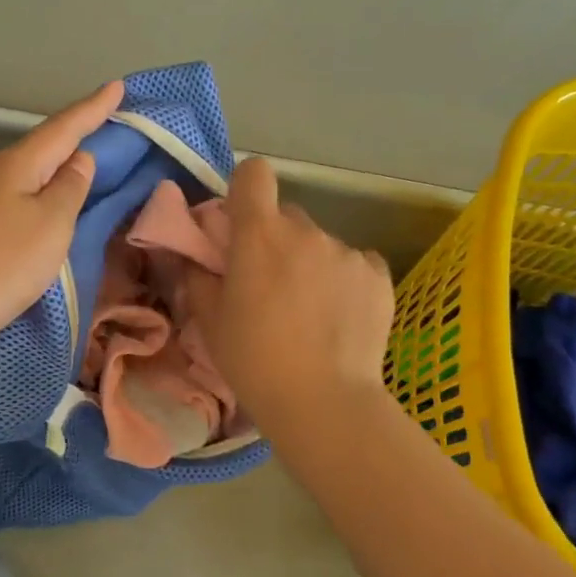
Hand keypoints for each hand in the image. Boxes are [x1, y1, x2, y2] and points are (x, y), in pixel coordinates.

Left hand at [0, 81, 122, 378]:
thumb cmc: (3, 262)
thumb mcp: (51, 223)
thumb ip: (70, 188)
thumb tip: (79, 159)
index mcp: (18, 164)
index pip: (65, 127)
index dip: (94, 108)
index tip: (119, 87)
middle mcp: (0, 176)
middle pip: (47, 147)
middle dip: (79, 133)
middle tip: (113, 121)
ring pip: (35, 175)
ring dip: (64, 166)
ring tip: (95, 162)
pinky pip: (27, 202)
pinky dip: (50, 197)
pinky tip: (60, 206)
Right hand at [190, 158, 394, 429]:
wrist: (323, 402)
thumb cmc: (254, 361)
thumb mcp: (210, 322)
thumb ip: (198, 277)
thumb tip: (196, 258)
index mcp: (259, 235)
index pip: (254, 174)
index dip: (246, 190)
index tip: (241, 222)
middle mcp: (306, 231)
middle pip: (287, 216)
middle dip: (275, 239)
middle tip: (270, 284)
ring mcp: (347, 251)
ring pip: (321, 244)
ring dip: (310, 263)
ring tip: (309, 312)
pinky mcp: (379, 275)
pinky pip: (355, 263)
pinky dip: (344, 280)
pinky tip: (339, 317)